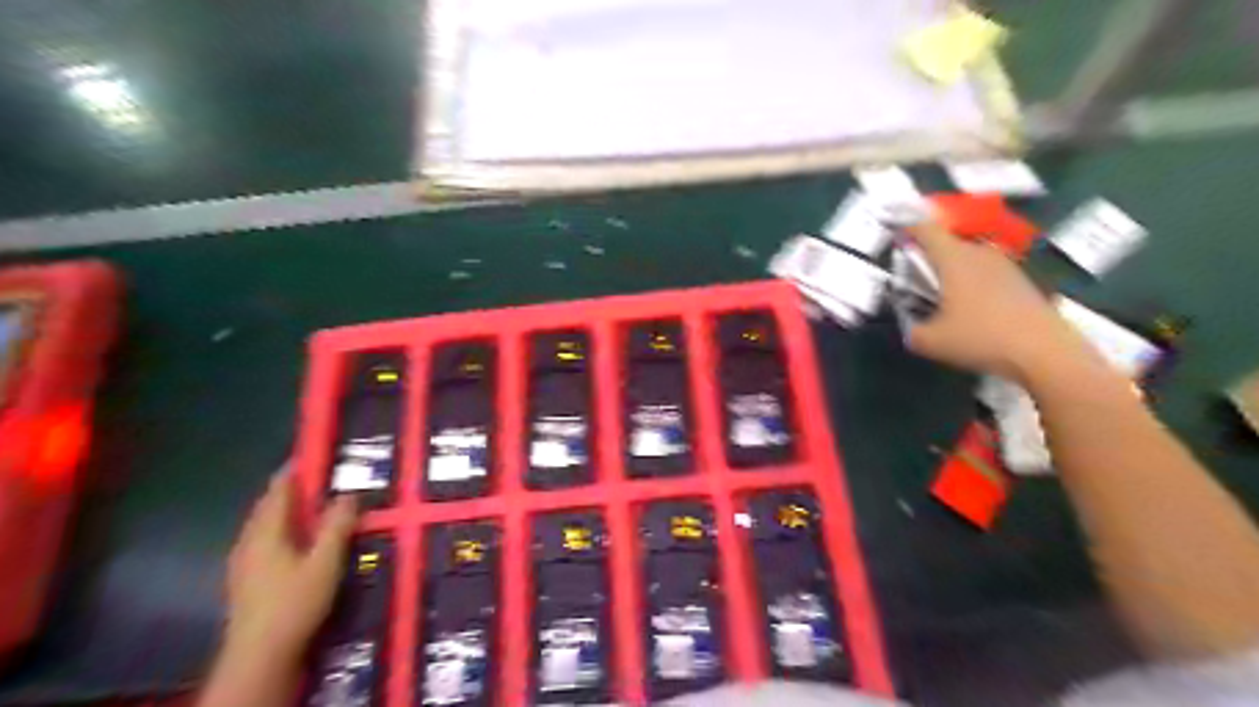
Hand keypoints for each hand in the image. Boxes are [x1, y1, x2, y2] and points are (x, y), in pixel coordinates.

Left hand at [222, 476, 354, 668]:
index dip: (295, 471)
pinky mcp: (246, 579)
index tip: (313, 454)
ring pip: (265, 525)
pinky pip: (264, 540)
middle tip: (319, 478)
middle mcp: (248, 541)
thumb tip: (348, 494)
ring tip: (313, 505)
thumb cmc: (295, 602)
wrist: (260, 655)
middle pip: (268, 506)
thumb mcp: (325, 561)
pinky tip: (298, 540)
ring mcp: (243, 561)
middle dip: (291, 489)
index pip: (278, 490)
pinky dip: (282, 529)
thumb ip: (337, 525)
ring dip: (287, 510)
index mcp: (265, 532)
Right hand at [899, 225, 1086, 382]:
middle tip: (915, 277)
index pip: (926, 229)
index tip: (896, 240)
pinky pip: (986, 272)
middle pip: (948, 243)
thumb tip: (908, 323)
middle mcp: (979, 253)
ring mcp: (1004, 264)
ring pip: (968, 258)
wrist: (1044, 351)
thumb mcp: (929, 341)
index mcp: (953, 258)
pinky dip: (972, 282)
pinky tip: (971, 309)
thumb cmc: (980, 338)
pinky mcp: (1020, 280)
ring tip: (942, 295)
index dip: (908, 229)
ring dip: (952, 270)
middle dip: (929, 255)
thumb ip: (909, 328)